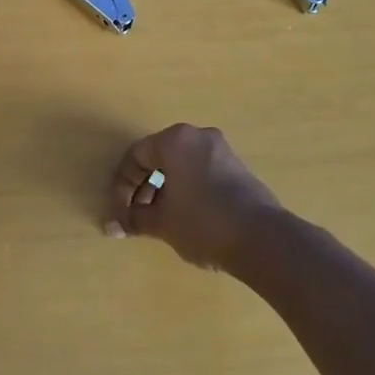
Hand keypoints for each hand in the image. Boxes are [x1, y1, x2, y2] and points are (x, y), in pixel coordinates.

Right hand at [105, 124, 282, 270]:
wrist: (262, 238)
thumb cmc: (202, 222)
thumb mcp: (162, 223)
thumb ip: (134, 219)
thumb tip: (112, 226)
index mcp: (174, 140)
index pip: (136, 156)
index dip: (122, 186)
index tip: (121, 214)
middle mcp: (197, 136)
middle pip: (159, 158)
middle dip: (143, 188)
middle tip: (138, 217)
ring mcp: (221, 149)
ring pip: (181, 165)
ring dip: (165, 190)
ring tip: (161, 221)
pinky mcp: (238, 167)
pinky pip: (201, 171)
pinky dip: (187, 189)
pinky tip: (187, 217)